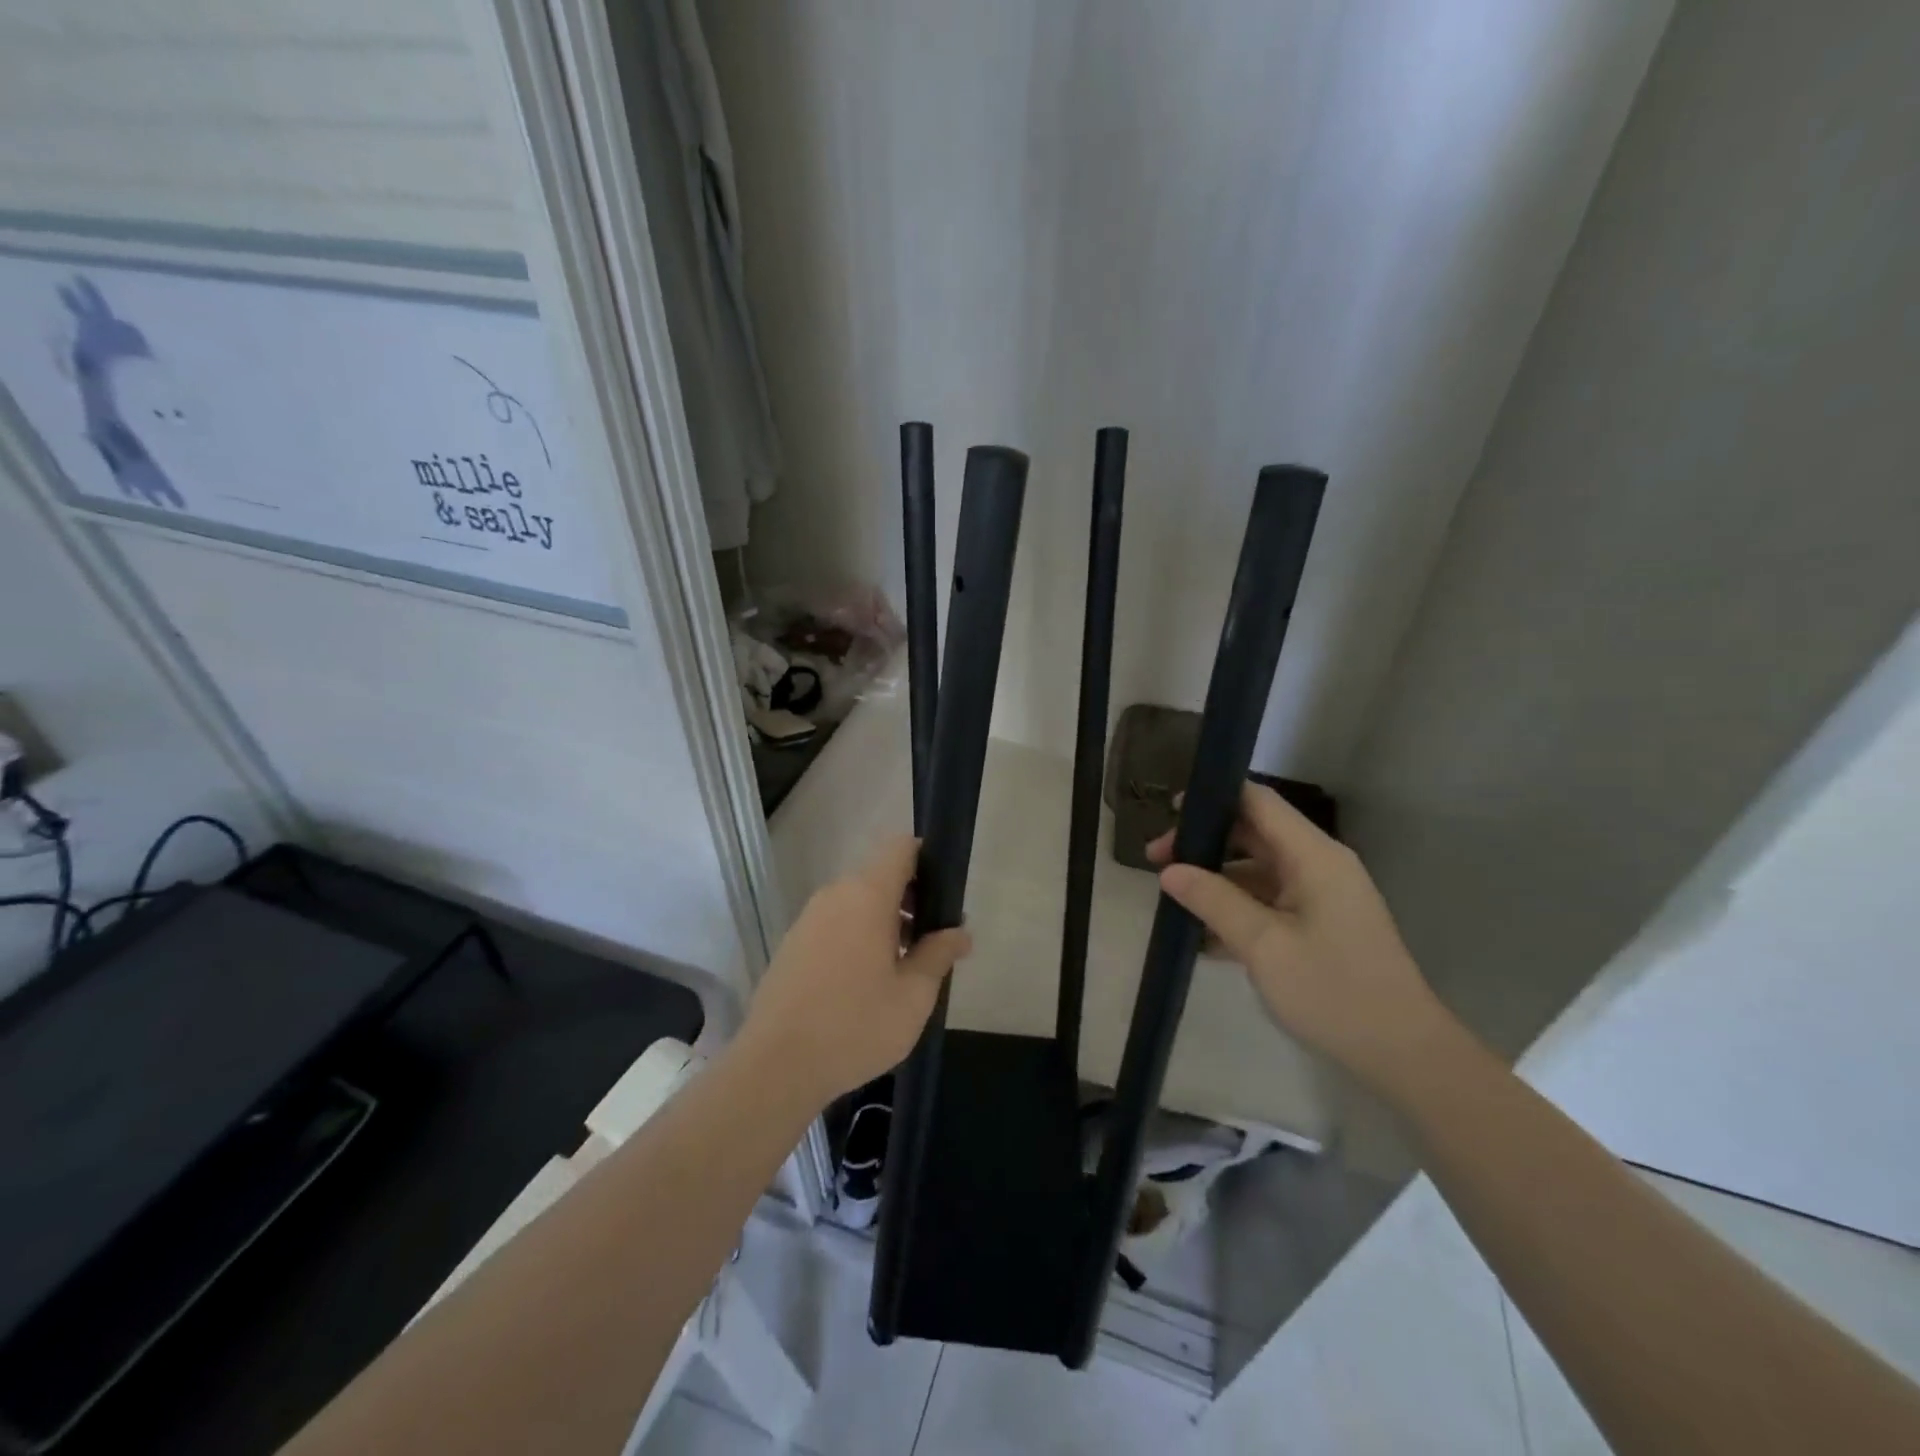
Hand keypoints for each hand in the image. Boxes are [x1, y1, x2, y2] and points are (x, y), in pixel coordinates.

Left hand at [739, 835, 971, 1107]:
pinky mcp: (792, 945)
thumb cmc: (855, 1025)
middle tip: (931, 943)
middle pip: (880, 876)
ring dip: (884, 922)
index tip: (944, 896)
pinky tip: (865, 984)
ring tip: (902, 969)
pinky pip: (835, 924)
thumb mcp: (913, 996)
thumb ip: (939, 955)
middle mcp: (834, 895)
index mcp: (867, 895)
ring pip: (856, 903)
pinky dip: (857, 937)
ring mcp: (808, 919)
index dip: (926, 860)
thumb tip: (960, 932)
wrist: (776, 1066)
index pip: (900, 848)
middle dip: (910, 900)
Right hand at [1149, 783, 1459, 1094]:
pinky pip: (1268, 902)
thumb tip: (1169, 871)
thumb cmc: (1334, 991)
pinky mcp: (1318, 925)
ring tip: (1171, 899)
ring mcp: (1320, 896)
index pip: (1259, 802)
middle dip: (1205, 844)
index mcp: (1313, 856)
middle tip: (1156, 863)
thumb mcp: (1264, 945)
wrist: (1403, 1055)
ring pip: (1257, 871)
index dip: (1214, 798)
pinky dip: (1235, 909)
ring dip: (1216, 880)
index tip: (1170, 813)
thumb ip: (1214, 901)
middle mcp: (1318, 865)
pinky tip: (1200, 935)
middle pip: (1254, 834)